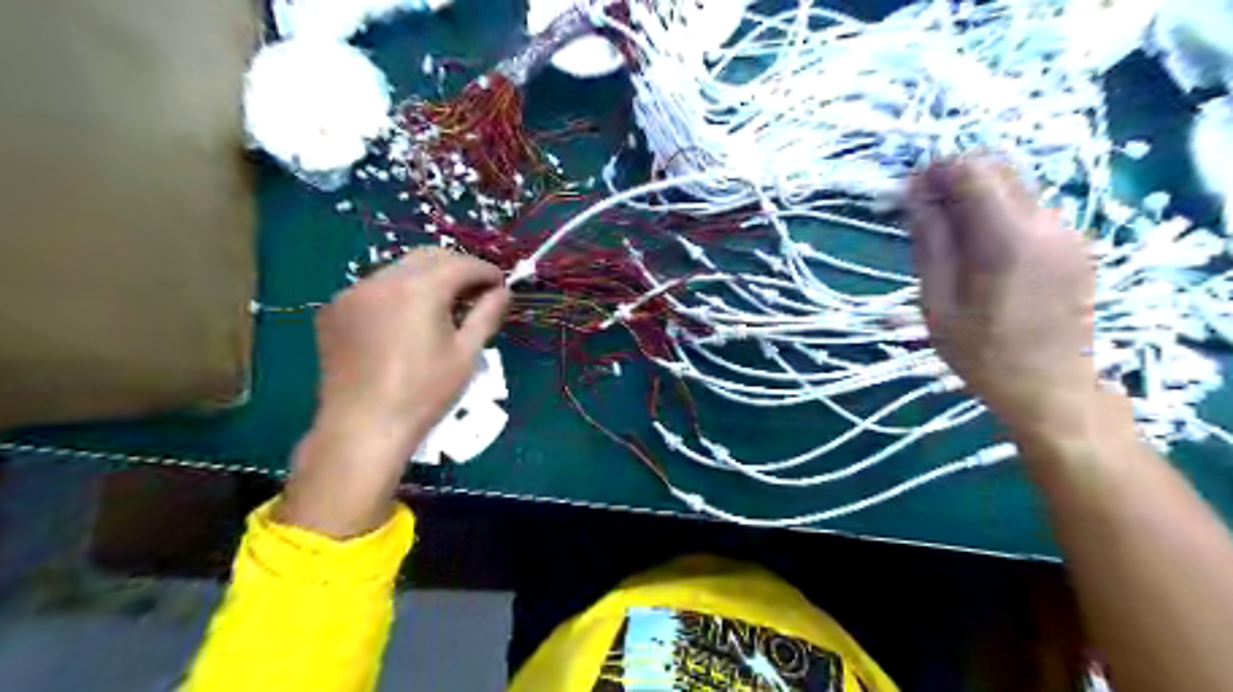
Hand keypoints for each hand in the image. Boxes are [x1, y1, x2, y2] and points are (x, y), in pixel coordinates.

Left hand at [314, 249, 514, 446]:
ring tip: (440, 307)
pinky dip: (395, 295)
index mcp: (419, 289)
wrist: (363, 427)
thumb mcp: (466, 354)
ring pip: (398, 270)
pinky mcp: (333, 310)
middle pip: (428, 257)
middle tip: (475, 291)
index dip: (485, 271)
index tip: (500, 285)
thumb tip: (503, 292)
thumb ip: (487, 314)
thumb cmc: (424, 393)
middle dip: (456, 268)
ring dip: (425, 279)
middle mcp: (382, 279)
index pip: (461, 263)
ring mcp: (352, 293)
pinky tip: (403, 322)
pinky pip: (373, 289)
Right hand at [903, 158, 1096, 436]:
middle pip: (999, 170)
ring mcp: (1068, 232)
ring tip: (945, 232)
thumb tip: (914, 193)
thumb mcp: (938, 301)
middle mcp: (1047, 223)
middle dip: (955, 178)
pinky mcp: (1075, 245)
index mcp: (1009, 237)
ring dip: (976, 196)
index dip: (936, 170)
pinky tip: (977, 248)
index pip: (974, 171)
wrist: (1048, 388)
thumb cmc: (981, 352)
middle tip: (921, 208)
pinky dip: (998, 213)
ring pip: (1016, 188)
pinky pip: (1031, 210)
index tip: (907, 188)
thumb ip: (929, 240)